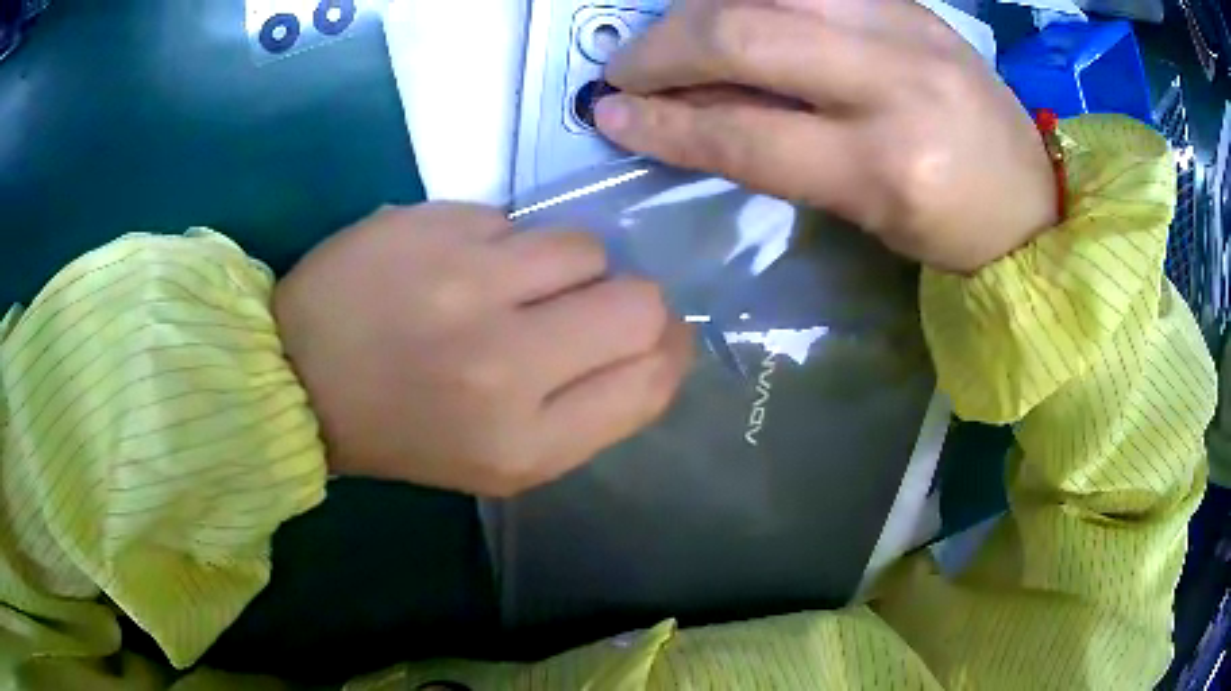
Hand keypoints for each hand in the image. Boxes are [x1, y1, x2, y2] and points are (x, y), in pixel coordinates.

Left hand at [274, 203, 692, 496]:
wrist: (296, 375)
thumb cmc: (401, 431)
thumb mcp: (502, 460)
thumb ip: (588, 410)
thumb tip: (652, 344)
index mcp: (523, 443)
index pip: (651, 378)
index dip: (668, 350)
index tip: (649, 339)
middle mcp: (504, 363)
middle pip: (639, 303)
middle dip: (629, 302)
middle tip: (584, 308)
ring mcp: (465, 281)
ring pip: (585, 247)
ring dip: (564, 267)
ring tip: (511, 284)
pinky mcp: (435, 223)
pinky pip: (517, 222)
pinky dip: (504, 244)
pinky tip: (457, 266)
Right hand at [596, 0, 1057, 272]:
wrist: (1031, 196)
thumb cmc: (952, 229)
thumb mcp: (862, 211)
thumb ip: (776, 152)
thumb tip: (690, 109)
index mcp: (886, 167)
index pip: (743, 132)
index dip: (663, 123)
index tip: (609, 116)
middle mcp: (894, 82)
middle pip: (745, 37)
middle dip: (663, 49)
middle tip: (626, 69)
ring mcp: (905, 26)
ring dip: (699, 10)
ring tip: (672, 38)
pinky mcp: (907, 3)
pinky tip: (727, 10)